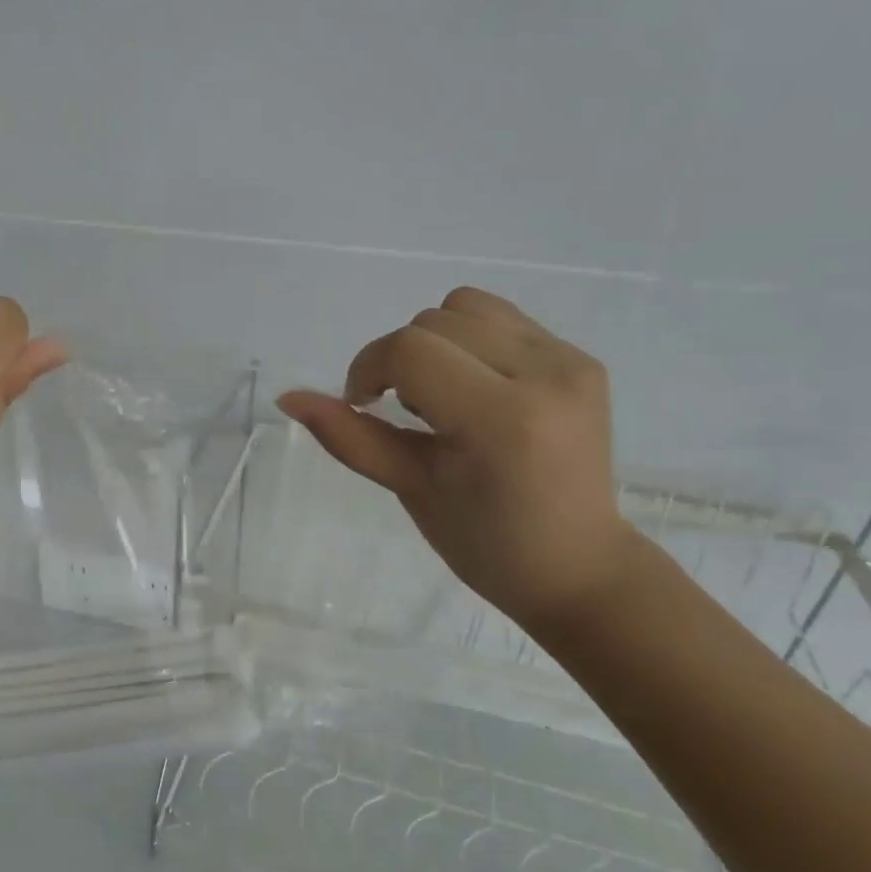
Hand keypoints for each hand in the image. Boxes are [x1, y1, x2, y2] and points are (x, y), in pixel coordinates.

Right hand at [278, 287, 635, 628]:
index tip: (361, 405)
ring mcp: (570, 362)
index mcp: (501, 418)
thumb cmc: (483, 543)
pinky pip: (502, 320)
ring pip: (466, 307)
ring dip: (433, 343)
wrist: (576, 565)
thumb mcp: (409, 488)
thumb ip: (349, 436)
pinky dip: (468, 343)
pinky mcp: (582, 360)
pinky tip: (475, 390)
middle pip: (434, 321)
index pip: (410, 351)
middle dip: (398, 360)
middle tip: (406, 414)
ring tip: (443, 396)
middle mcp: (544, 374)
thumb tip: (288, 398)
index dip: (368, 369)